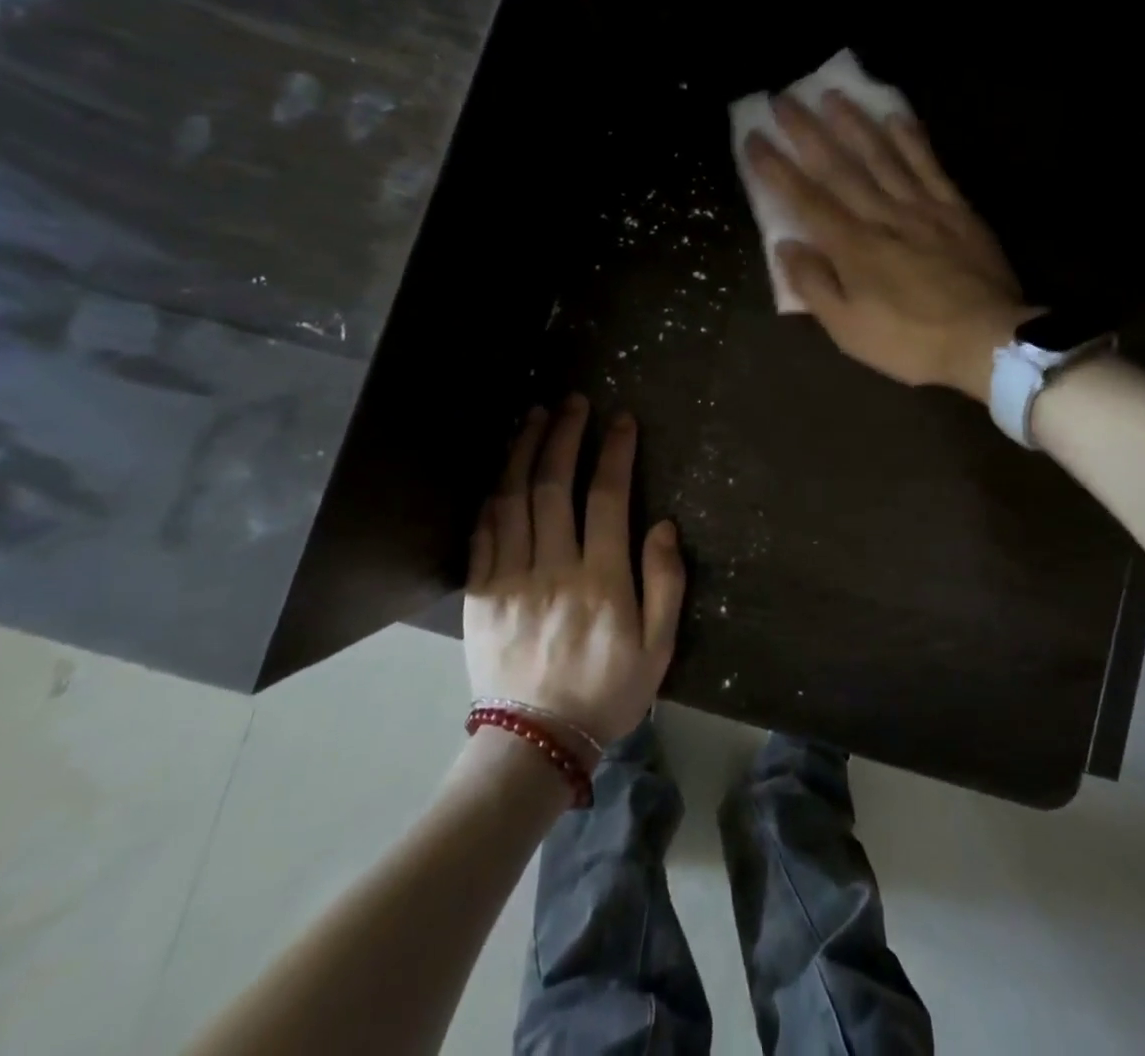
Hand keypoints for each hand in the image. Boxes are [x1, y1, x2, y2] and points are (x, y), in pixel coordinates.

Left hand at [464, 396, 685, 751]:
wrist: (535, 742)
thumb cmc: (608, 691)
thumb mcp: (658, 647)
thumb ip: (665, 583)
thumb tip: (663, 524)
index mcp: (601, 580)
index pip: (607, 498)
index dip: (614, 453)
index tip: (621, 420)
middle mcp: (553, 569)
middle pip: (553, 486)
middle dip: (564, 436)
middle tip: (572, 402)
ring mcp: (510, 580)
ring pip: (513, 500)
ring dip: (524, 452)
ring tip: (535, 416)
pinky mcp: (480, 595)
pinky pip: (482, 533)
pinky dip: (492, 496)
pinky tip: (502, 471)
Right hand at [745, 91, 1029, 401]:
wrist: (987, 341)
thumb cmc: (910, 342)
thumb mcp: (849, 330)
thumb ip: (814, 285)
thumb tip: (786, 246)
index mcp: (852, 247)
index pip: (805, 199)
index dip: (776, 168)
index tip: (754, 137)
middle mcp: (882, 215)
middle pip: (839, 167)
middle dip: (807, 132)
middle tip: (784, 99)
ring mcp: (922, 207)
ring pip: (882, 156)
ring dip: (854, 124)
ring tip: (832, 95)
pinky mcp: (955, 209)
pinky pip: (929, 165)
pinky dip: (911, 139)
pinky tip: (896, 115)